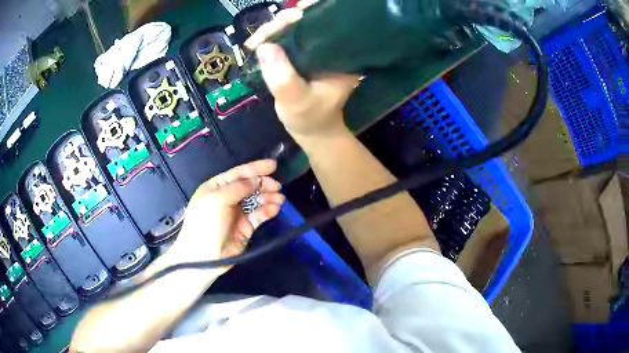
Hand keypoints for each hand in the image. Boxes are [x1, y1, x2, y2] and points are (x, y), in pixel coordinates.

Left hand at [172, 160, 284, 271]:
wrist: (203, 258)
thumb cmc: (205, 224)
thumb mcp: (216, 200)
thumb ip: (238, 187)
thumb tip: (257, 179)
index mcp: (216, 187)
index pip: (238, 173)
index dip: (255, 168)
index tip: (273, 165)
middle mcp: (227, 198)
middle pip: (250, 186)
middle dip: (264, 184)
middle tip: (277, 186)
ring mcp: (237, 213)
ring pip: (257, 200)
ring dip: (268, 197)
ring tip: (280, 199)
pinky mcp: (246, 228)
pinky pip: (259, 215)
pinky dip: (267, 211)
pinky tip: (274, 209)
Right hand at [244, 5, 360, 141]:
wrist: (311, 129)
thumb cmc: (310, 118)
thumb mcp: (297, 102)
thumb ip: (283, 78)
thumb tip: (265, 46)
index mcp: (342, 55)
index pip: (329, 24)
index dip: (310, 13)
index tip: (291, 16)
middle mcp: (331, 47)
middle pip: (308, 21)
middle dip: (283, 21)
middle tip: (263, 35)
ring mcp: (314, 48)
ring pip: (293, 27)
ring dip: (271, 30)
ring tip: (254, 42)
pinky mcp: (300, 52)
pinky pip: (284, 37)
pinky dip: (268, 38)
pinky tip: (255, 44)